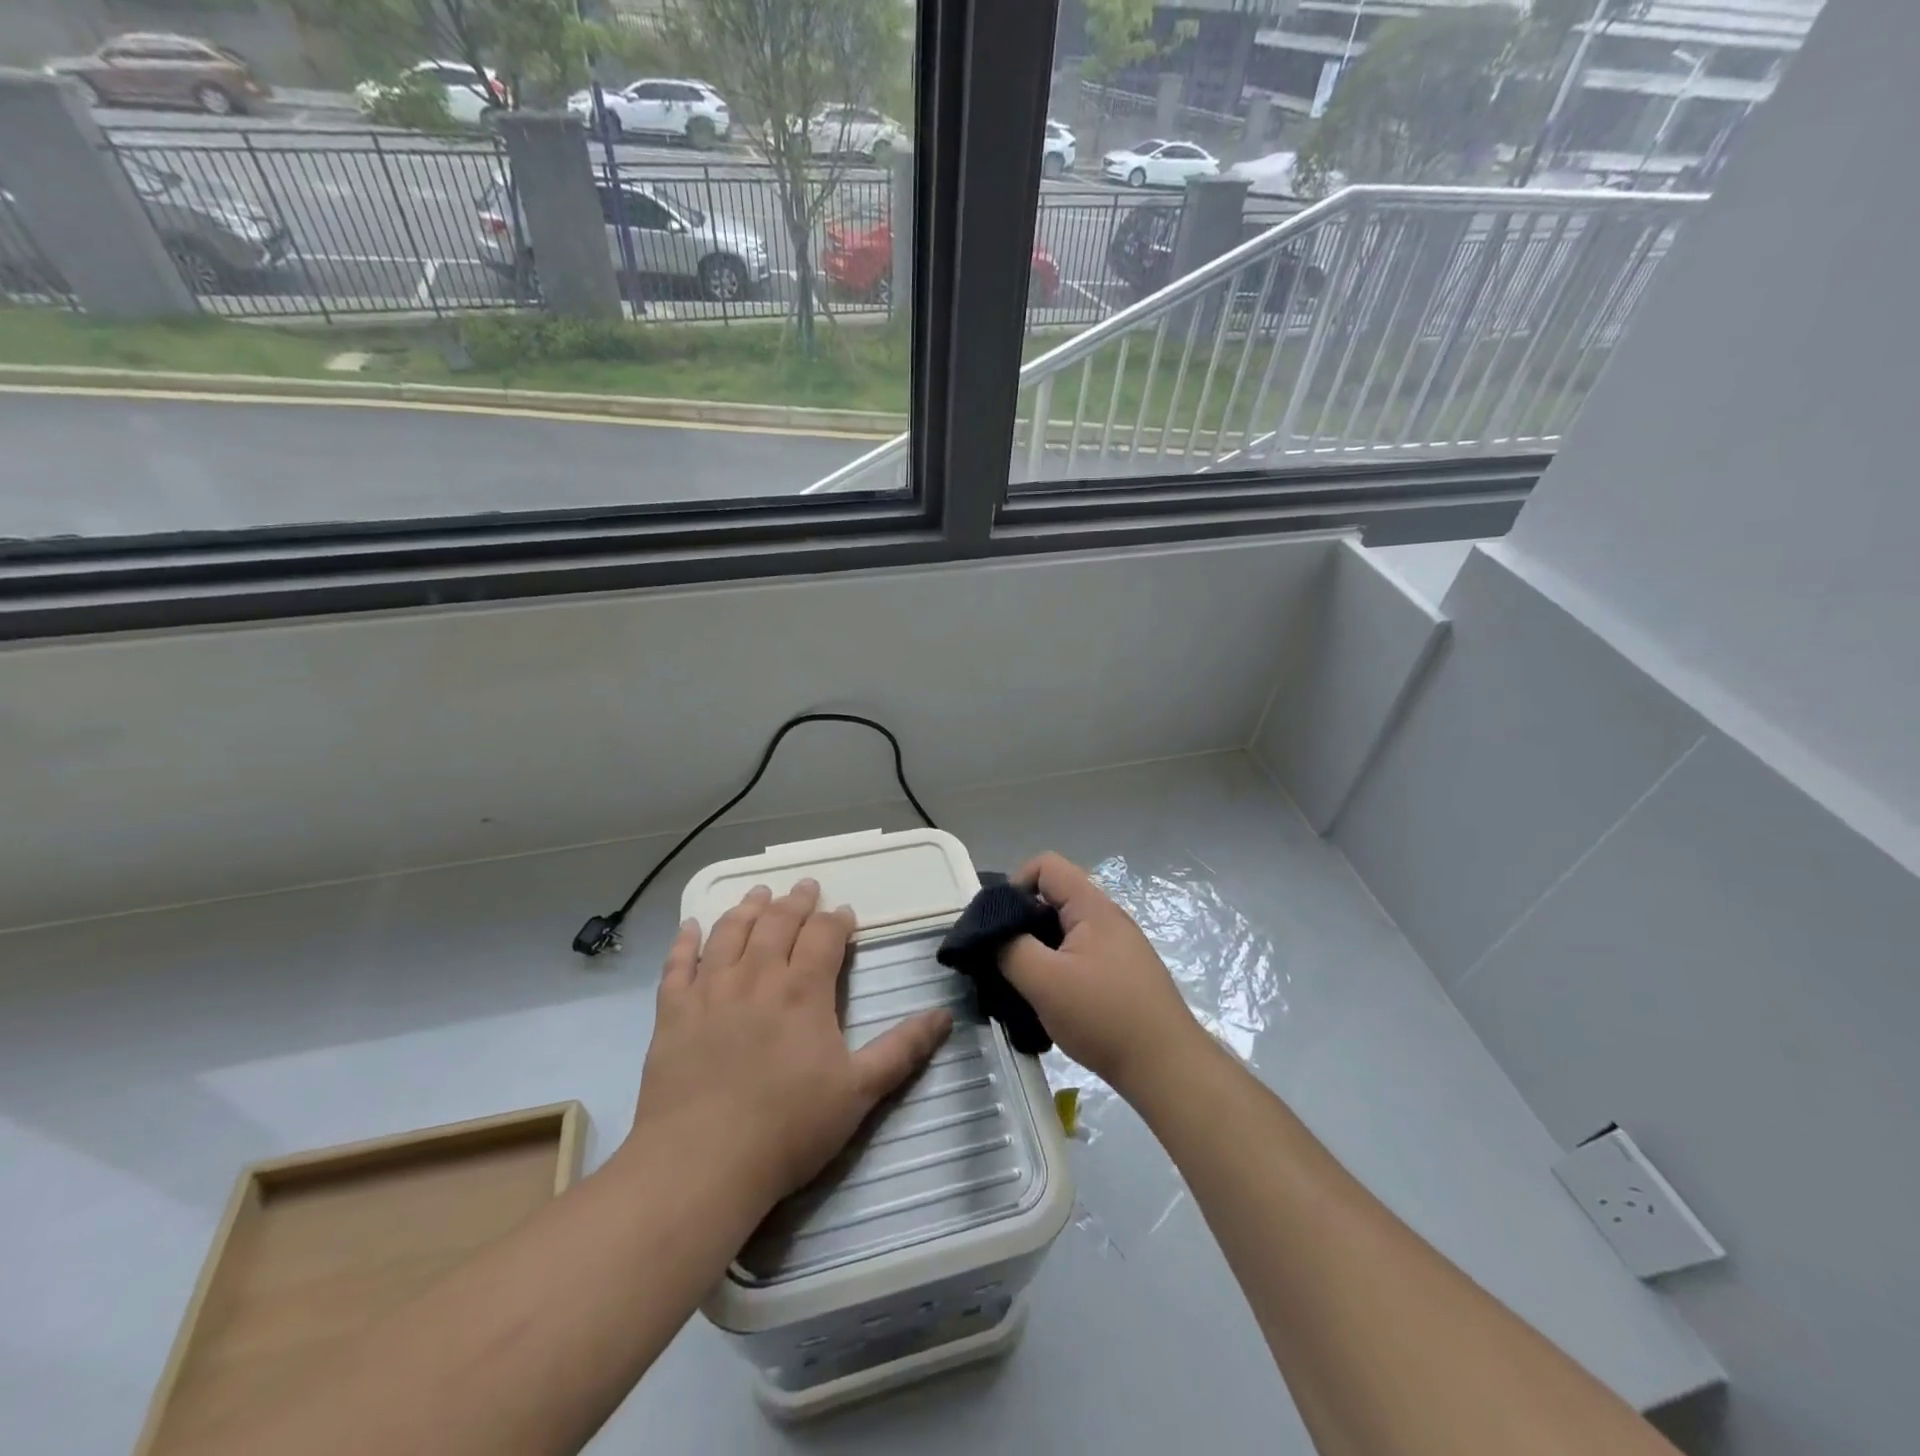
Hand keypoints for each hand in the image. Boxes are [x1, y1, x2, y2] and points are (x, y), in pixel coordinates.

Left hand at [628, 880, 952, 1213]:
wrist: (700, 1164)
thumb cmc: (787, 1128)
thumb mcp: (859, 1092)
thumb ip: (902, 1049)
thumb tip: (944, 1014)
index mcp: (803, 990)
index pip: (824, 935)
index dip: (837, 920)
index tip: (845, 915)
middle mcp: (757, 977)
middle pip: (778, 922)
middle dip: (796, 901)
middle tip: (805, 886)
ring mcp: (710, 991)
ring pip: (731, 932)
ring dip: (747, 907)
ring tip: (759, 893)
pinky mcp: (672, 1013)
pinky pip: (678, 964)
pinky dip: (686, 940)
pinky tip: (692, 925)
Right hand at [1001, 852, 1209, 1098]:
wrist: (1167, 1068)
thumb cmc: (1103, 1016)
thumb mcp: (1044, 981)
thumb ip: (1010, 948)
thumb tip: (992, 933)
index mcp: (1092, 906)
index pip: (1046, 865)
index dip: (1015, 885)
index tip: (999, 925)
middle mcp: (1108, 917)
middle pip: (1054, 897)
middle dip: (1023, 922)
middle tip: (1004, 958)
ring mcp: (1118, 946)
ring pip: (1065, 930)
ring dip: (1039, 950)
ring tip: (1024, 984)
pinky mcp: (1122, 973)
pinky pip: (1079, 954)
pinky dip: (1059, 968)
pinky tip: (1051, 1001)